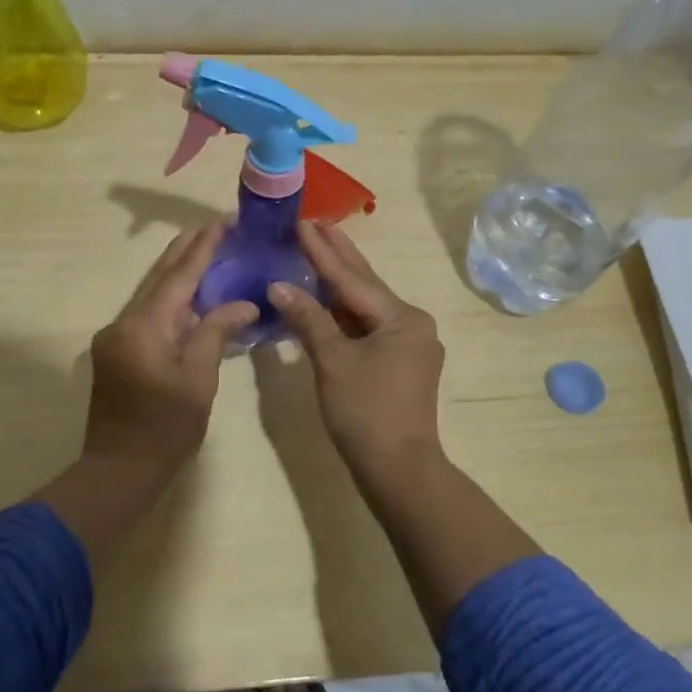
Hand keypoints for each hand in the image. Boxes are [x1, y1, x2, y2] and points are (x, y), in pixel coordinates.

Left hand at [84, 222, 258, 474]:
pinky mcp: (116, 353)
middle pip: (159, 278)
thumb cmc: (165, 429)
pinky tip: (192, 300)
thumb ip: (216, 333)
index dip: (201, 248)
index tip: (220, 222)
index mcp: (144, 327)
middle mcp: (123, 323)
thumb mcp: (199, 380)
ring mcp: (115, 338)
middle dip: (187, 252)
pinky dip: (171, 304)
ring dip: (179, 277)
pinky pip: (147, 316)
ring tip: (208, 255)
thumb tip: (242, 304)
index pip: (178, 276)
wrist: (118, 471)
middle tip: (215, 229)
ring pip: (151, 296)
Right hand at [269, 222, 445, 489]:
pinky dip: (343, 313)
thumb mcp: (332, 361)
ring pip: (365, 307)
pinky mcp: (400, 363)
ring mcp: (409, 344)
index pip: (352, 278)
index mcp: (402, 318)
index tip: (302, 221)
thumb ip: (308, 319)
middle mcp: (412, 323)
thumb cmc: (365, 412)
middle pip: (365, 285)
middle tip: (314, 222)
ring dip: (339, 283)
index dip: (323, 251)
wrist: (398, 470)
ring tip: (316, 250)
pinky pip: (367, 327)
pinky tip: (325, 299)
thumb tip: (279, 285)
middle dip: (337, 255)